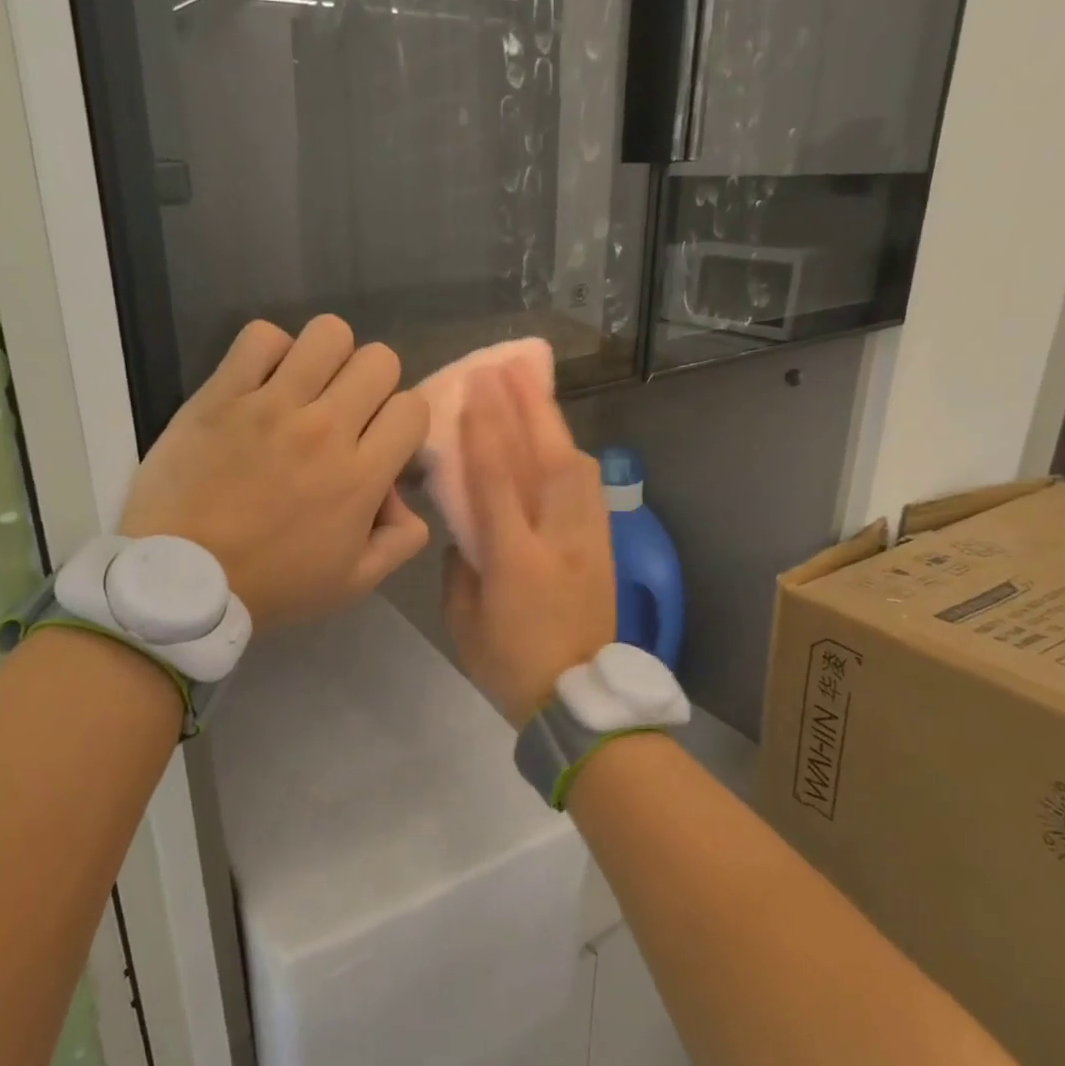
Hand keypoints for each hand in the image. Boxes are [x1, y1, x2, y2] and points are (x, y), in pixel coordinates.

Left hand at [118, 317, 429, 629]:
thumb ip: (400, 540)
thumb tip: (405, 498)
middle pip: (379, 360)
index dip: (403, 422)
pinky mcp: (222, 393)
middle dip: (374, 384)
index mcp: (360, 475)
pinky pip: (262, 336)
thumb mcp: (353, 583)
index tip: (380, 443)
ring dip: (329, 357)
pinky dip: (270, 351)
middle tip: (346, 414)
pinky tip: (263, 381)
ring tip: (308, 387)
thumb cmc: (270, 585)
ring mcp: (271, 404)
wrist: (180, 579)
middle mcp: (324, 428)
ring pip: (329, 333)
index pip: (413, 407)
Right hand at [441, 362, 615, 728]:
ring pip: (576, 466)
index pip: (498, 480)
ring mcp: (588, 540)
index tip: (476, 386)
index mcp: (516, 559)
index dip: (486, 429)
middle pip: (547, 459)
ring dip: (553, 423)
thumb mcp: (463, 619)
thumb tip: (467, 531)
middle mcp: (557, 538)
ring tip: (533, 389)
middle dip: (528, 407)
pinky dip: (568, 454)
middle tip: (510, 365)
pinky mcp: (604, 546)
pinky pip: (587, 488)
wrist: (579, 699)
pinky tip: (556, 440)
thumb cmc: (509, 664)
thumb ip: (460, 566)